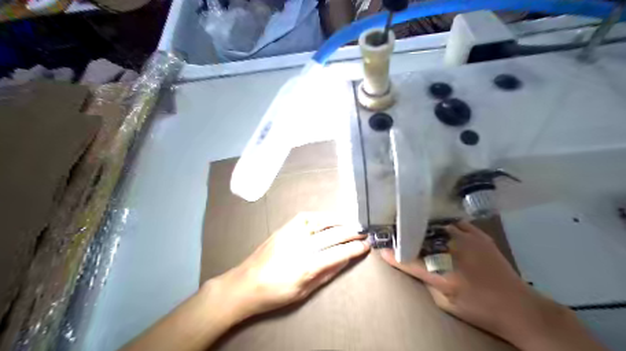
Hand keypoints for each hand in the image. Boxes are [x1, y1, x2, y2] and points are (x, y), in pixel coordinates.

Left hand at [207, 212, 367, 322]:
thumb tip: (345, 260)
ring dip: (339, 220)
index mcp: (307, 266)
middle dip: (352, 232)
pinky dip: (320, 216)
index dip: (355, 249)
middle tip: (364, 231)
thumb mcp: (304, 291)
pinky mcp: (283, 228)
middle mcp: (301, 245)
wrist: (245, 284)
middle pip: (333, 234)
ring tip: (351, 222)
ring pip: (320, 221)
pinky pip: (305, 217)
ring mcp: (291, 234)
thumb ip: (326, 274)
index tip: (366, 245)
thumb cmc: (275, 294)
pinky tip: (328, 218)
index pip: (338, 253)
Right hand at [381, 220, 587, 348]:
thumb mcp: (445, 304)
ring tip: (412, 222)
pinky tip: (436, 223)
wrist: (519, 307)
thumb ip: (427, 280)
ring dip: (423, 226)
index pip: (409, 261)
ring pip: (436, 226)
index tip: (381, 246)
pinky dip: (443, 224)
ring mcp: (468, 240)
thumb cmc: (479, 309)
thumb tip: (415, 263)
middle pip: (421, 238)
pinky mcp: (479, 235)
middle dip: (405, 234)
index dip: (392, 253)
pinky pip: (455, 223)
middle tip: (394, 230)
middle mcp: (454, 253)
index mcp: (444, 275)